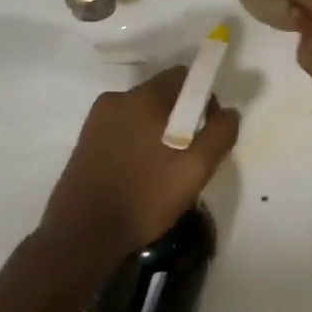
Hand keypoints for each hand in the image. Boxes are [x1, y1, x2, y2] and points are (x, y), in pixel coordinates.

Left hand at [40, 67, 239, 263]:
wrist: (82, 235)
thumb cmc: (145, 196)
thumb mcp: (196, 169)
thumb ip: (219, 134)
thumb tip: (229, 112)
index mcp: (143, 98)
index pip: (182, 76)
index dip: (203, 97)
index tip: (207, 130)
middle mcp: (116, 99)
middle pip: (162, 95)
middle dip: (181, 118)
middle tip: (189, 156)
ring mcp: (96, 121)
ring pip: (141, 115)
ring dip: (159, 132)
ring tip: (164, 171)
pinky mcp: (84, 142)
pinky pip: (122, 130)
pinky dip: (137, 144)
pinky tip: (140, 176)